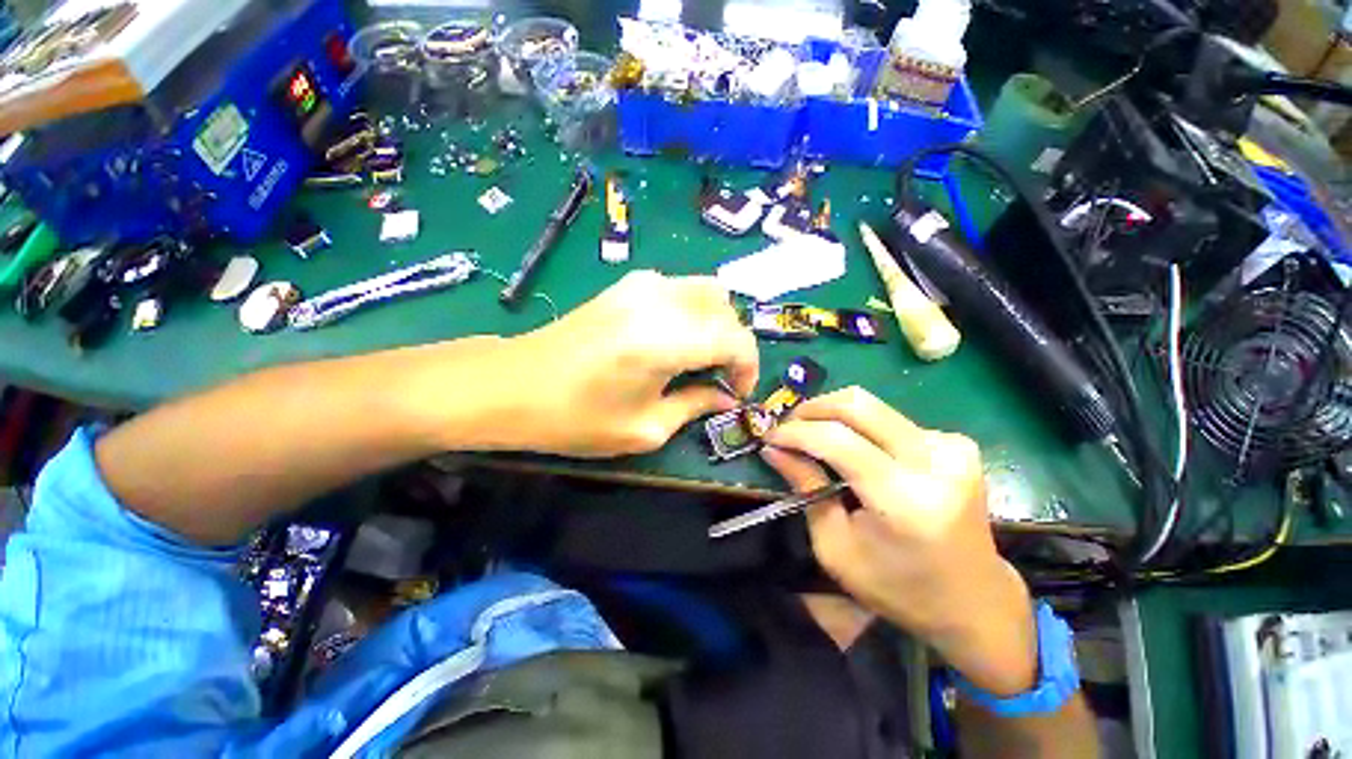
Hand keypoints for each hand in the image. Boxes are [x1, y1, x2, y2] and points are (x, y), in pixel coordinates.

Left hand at [498, 270, 758, 456]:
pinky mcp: (626, 283)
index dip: (748, 367)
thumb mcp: (645, 428)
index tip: (738, 392)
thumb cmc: (576, 417)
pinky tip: (675, 336)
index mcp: (666, 340)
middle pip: (726, 309)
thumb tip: (727, 398)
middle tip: (720, 376)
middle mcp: (660, 301)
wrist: (514, 384)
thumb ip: (695, 406)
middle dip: (734, 344)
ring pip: (707, 290)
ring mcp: (641, 285)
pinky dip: (693, 309)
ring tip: (701, 356)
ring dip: (716, 323)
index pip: (736, 339)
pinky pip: (680, 287)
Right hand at [762, 388, 1037, 696]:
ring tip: (813, 436)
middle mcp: (935, 463)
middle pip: (859, 405)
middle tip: (788, 425)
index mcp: (905, 500)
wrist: (975, 602)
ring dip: (835, 416)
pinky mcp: (957, 445)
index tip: (769, 436)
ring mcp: (953, 448)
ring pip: (873, 407)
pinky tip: (855, 450)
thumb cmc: (898, 588)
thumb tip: (774, 449)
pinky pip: (891, 420)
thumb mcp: (836, 548)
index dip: (796, 432)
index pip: (838, 441)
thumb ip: (806, 489)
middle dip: (813, 408)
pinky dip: (862, 428)